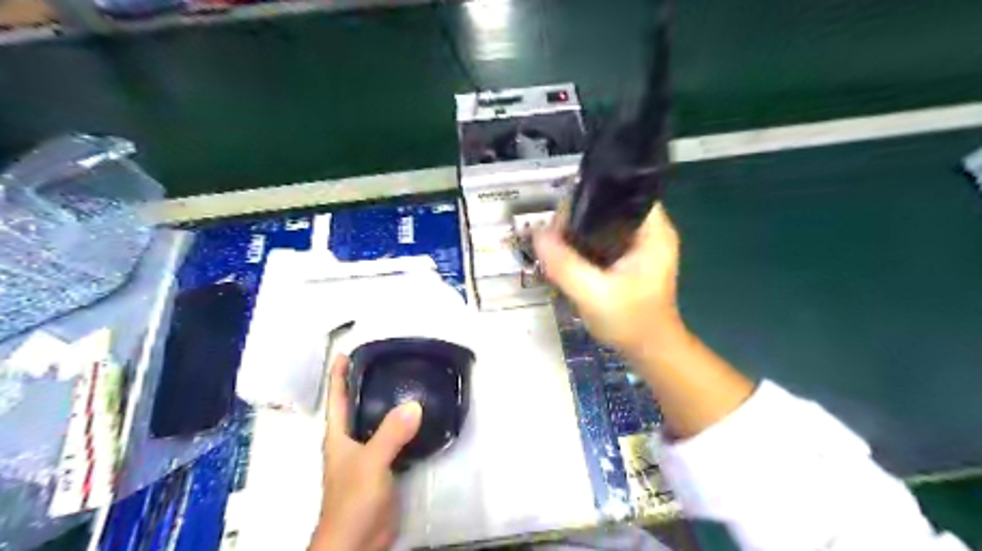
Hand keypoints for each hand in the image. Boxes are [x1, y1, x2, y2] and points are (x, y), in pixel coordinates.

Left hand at [313, 355, 423, 547]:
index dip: (338, 375)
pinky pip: (393, 439)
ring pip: (377, 422)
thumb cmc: (353, 499)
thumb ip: (391, 434)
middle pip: (357, 406)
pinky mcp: (383, 468)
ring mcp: (367, 455)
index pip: (337, 399)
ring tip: (406, 383)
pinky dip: (403, 426)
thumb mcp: (371, 463)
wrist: (359, 541)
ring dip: (388, 405)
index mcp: (338, 436)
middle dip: (367, 384)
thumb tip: (415, 404)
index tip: (345, 352)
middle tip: (386, 362)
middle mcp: (351, 442)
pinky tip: (419, 418)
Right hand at [534, 205, 684, 360]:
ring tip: (555, 244)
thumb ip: (565, 264)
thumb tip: (537, 235)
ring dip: (579, 232)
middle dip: (578, 217)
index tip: (562, 217)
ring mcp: (640, 246)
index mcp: (653, 231)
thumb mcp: (593, 293)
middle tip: (552, 236)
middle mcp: (650, 232)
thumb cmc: (630, 321)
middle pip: (608, 208)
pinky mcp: (630, 260)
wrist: (650, 351)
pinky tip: (567, 256)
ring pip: (603, 225)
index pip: (622, 194)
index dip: (590, 198)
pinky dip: (584, 246)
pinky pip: (602, 241)